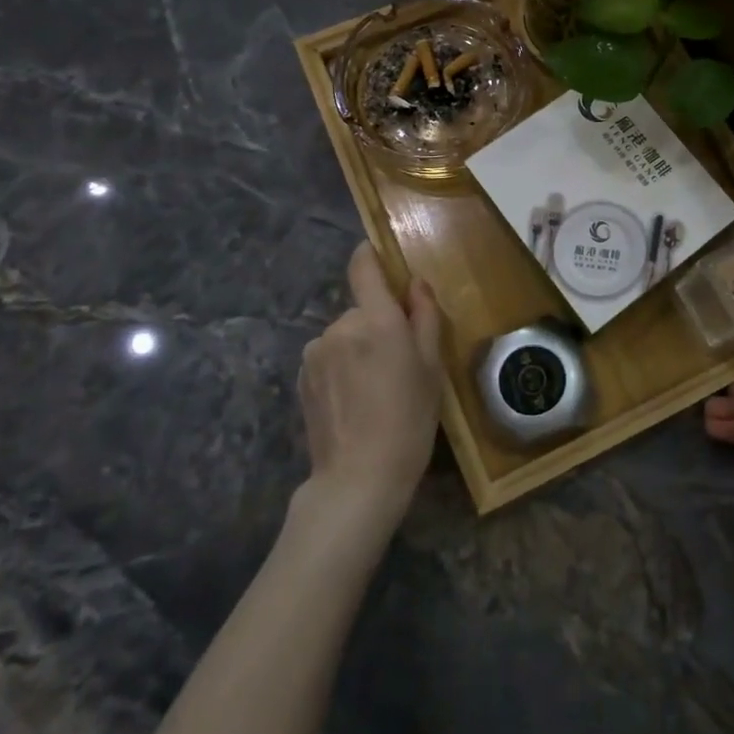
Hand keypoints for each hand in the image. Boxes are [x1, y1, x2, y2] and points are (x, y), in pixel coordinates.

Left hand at [299, 242, 444, 525]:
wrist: (359, 477)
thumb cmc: (409, 419)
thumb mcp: (432, 366)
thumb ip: (424, 316)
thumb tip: (415, 283)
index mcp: (377, 319)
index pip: (363, 267)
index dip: (369, 256)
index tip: (379, 257)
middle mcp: (341, 325)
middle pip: (362, 309)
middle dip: (378, 324)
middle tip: (398, 362)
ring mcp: (316, 351)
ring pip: (345, 334)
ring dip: (358, 348)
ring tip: (374, 388)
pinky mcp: (301, 376)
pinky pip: (328, 356)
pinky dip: (341, 367)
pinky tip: (353, 400)